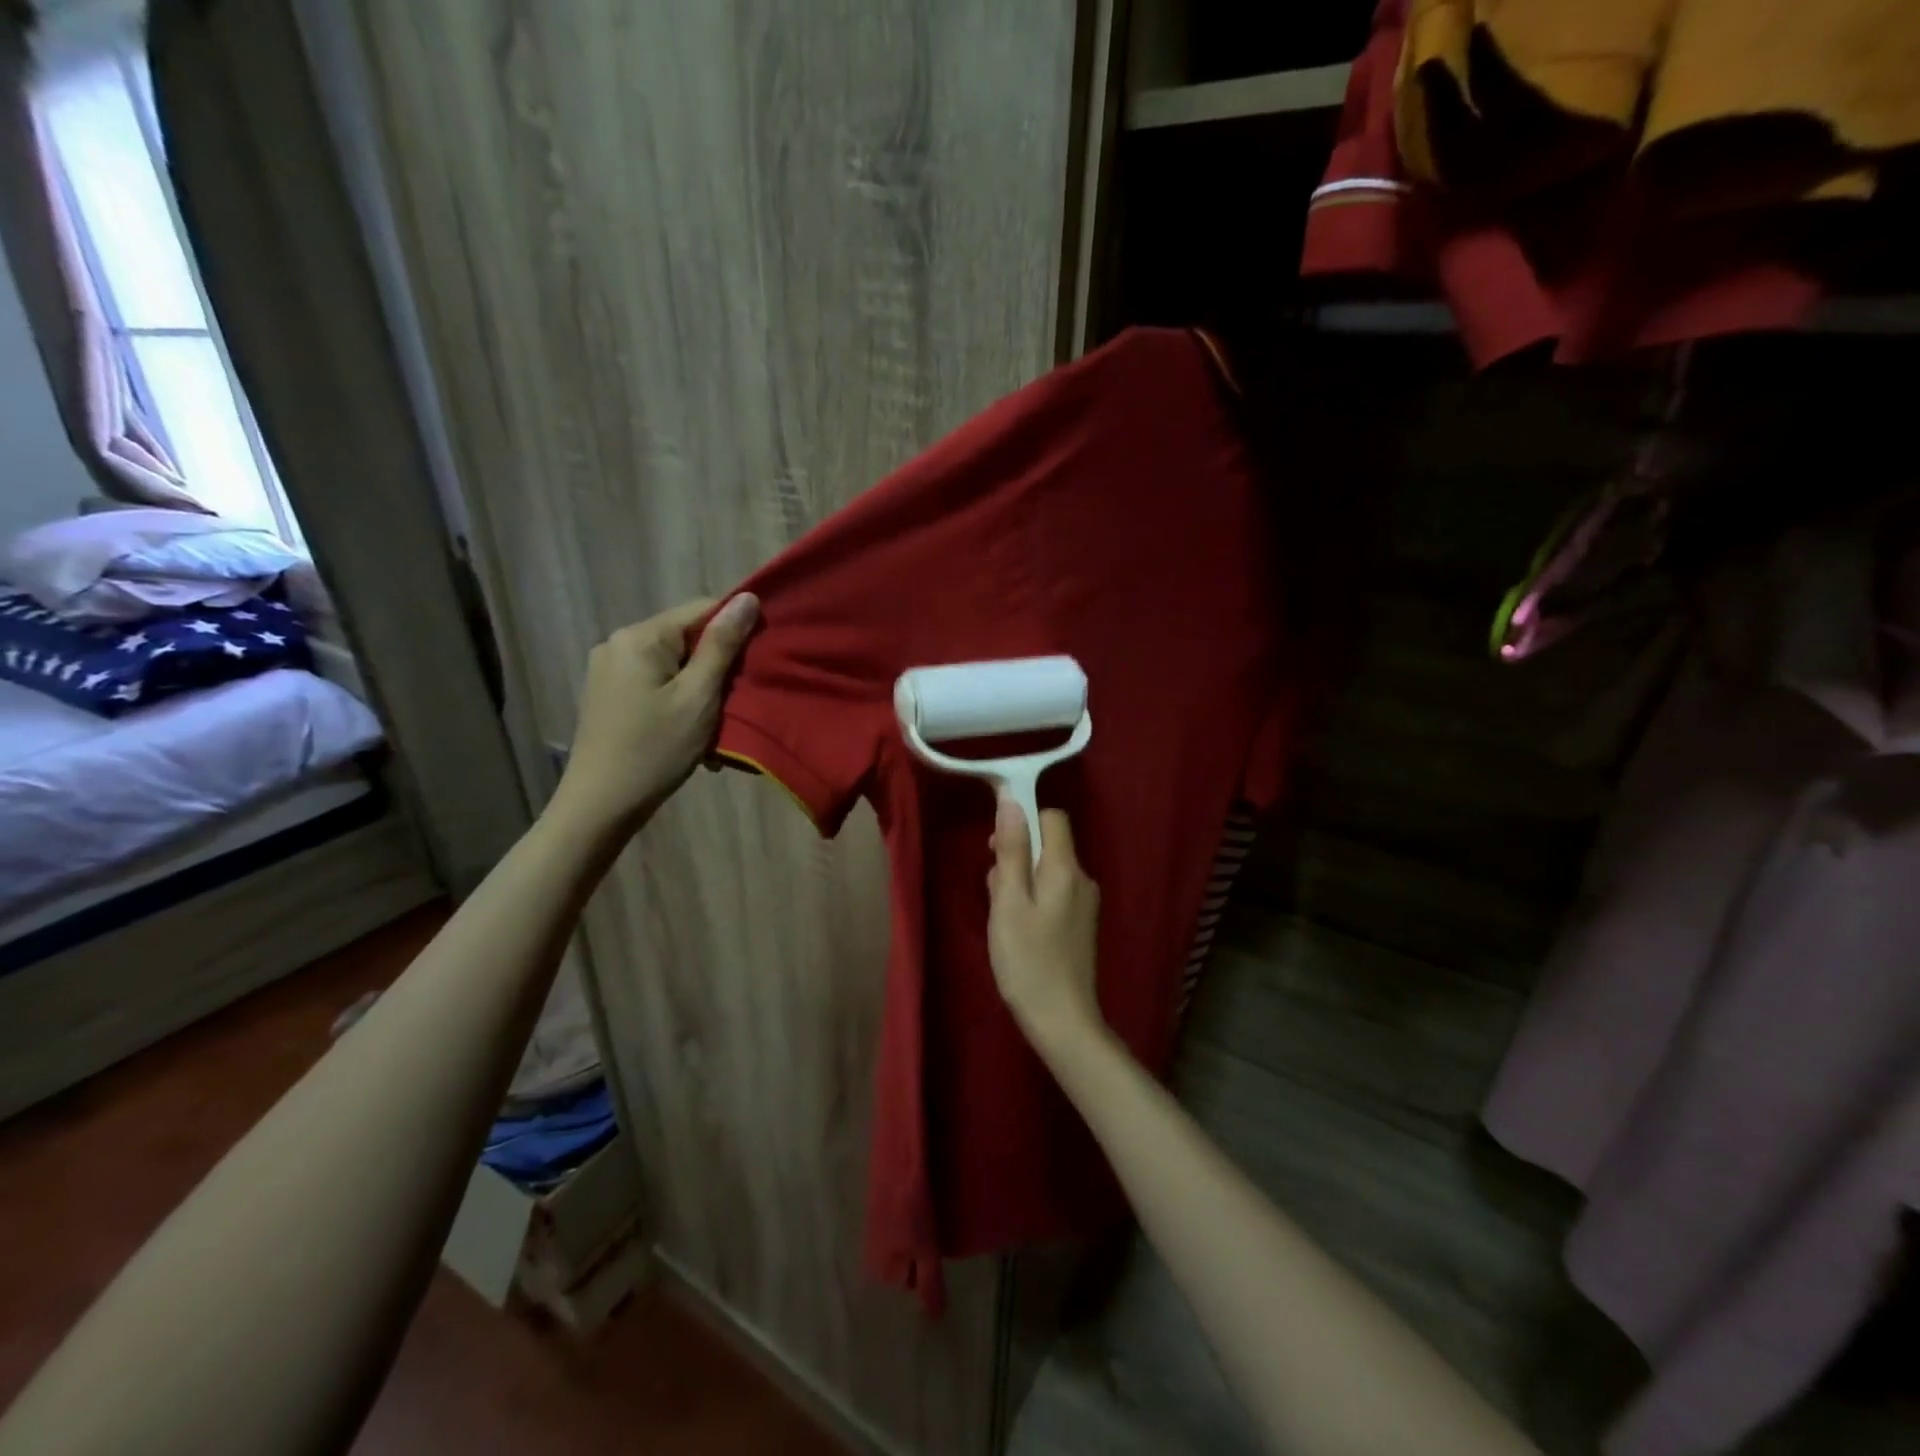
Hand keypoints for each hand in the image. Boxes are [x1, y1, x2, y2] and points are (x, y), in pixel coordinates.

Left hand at [553, 593, 758, 833]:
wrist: (600, 805)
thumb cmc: (656, 750)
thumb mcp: (698, 697)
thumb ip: (722, 646)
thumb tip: (747, 598)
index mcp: (640, 636)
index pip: (702, 610)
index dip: (736, 630)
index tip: (759, 662)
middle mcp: (619, 643)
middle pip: (686, 638)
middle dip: (717, 667)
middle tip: (739, 702)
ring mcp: (609, 669)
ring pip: (674, 664)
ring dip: (700, 688)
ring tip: (716, 724)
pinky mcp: (608, 694)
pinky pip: (656, 683)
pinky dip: (679, 700)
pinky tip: (690, 731)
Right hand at [987, 799, 1102, 1053]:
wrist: (1062, 1021)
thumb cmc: (1027, 961)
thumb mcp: (1009, 902)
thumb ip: (1012, 850)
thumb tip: (1012, 801)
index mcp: (1066, 869)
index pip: (1051, 817)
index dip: (1023, 819)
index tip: (995, 843)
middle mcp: (1082, 879)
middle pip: (1047, 845)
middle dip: (1016, 856)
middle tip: (995, 893)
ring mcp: (1084, 903)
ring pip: (1046, 871)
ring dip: (1020, 881)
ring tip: (1003, 917)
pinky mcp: (1080, 924)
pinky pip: (1053, 893)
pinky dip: (1032, 900)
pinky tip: (1018, 930)